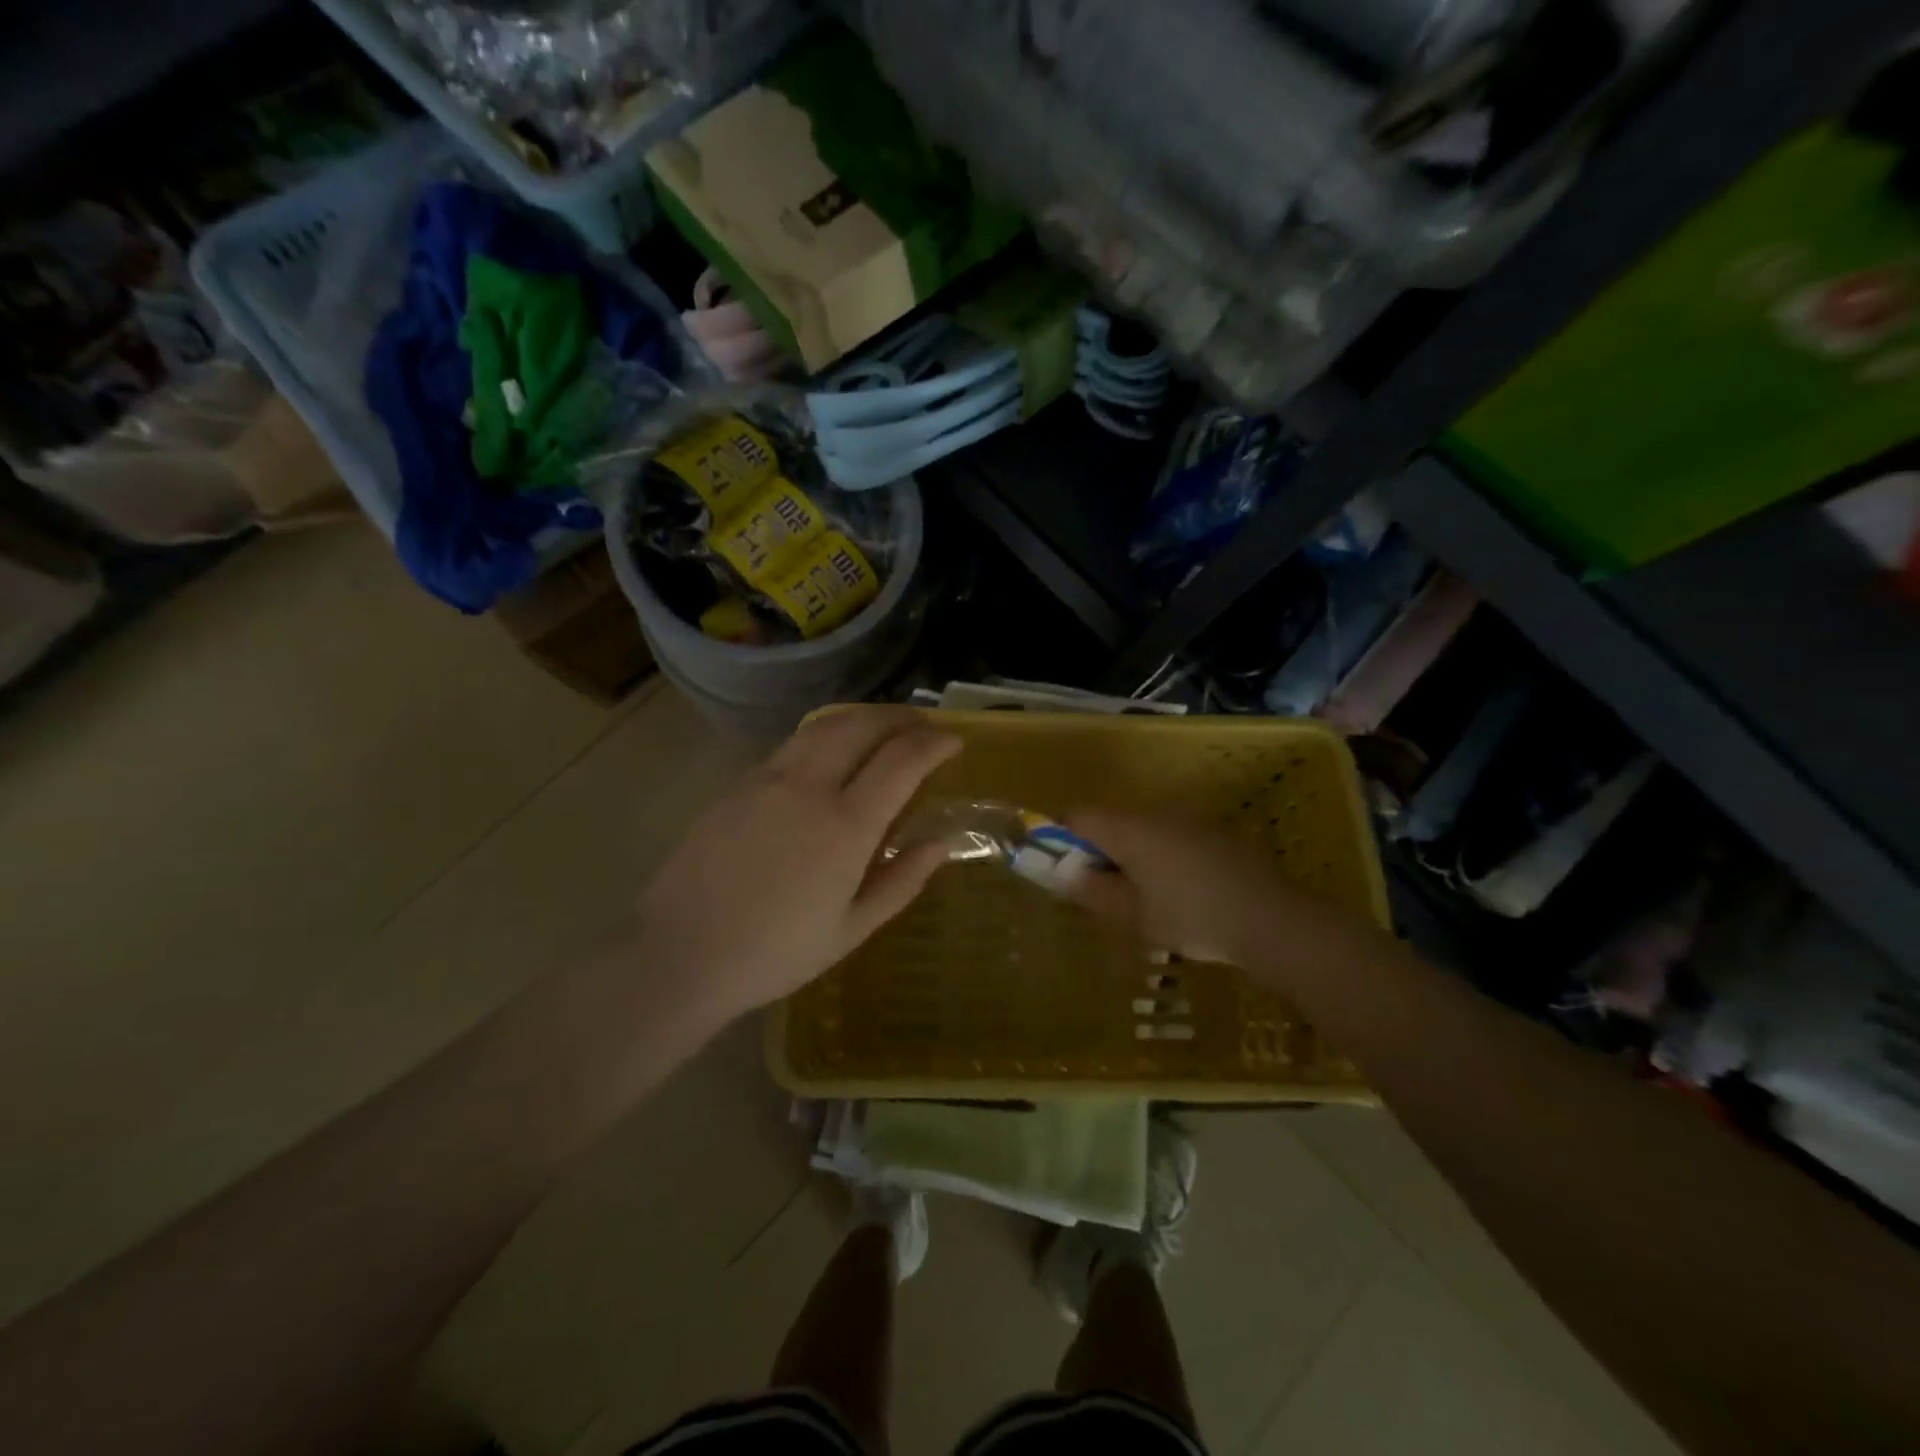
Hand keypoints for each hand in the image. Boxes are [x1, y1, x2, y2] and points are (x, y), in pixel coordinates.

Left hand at [634, 707, 959, 1025]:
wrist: (681, 954)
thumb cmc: (775, 953)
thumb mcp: (851, 930)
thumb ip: (901, 881)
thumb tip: (939, 843)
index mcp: (845, 826)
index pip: (902, 760)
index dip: (934, 743)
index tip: (953, 740)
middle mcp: (808, 787)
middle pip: (862, 726)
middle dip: (900, 718)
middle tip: (922, 724)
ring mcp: (768, 779)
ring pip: (824, 726)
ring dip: (862, 717)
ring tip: (882, 726)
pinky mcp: (738, 784)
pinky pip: (793, 743)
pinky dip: (825, 733)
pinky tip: (830, 750)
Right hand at [1065, 810, 1342, 968]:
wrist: (1273, 921)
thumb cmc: (1193, 918)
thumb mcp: (1135, 915)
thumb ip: (1095, 892)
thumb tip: (1066, 875)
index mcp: (1130, 829)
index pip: (1078, 816)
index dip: (1061, 838)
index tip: (1063, 870)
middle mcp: (1157, 813)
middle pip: (1110, 821)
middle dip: (1098, 852)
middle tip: (1103, 892)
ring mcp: (1190, 821)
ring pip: (1143, 830)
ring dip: (1131, 856)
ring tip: (1143, 899)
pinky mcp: (1216, 834)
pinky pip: (1172, 838)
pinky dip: (1162, 858)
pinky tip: (1180, 894)